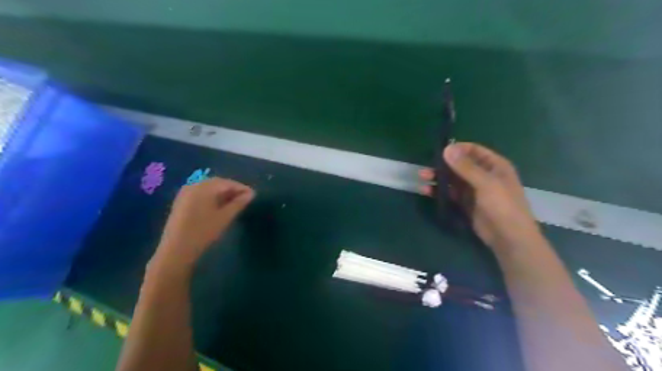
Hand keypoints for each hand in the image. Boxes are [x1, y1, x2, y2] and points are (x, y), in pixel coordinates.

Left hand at [150, 177, 253, 269]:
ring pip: (208, 188)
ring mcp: (185, 193)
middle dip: (231, 189)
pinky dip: (211, 196)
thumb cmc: (204, 232)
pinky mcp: (181, 201)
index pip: (227, 183)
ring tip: (234, 202)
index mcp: (204, 187)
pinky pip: (200, 193)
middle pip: (217, 183)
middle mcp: (193, 185)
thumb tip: (251, 194)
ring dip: (222, 192)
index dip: (241, 188)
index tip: (253, 195)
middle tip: (244, 198)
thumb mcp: (225, 217)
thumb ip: (239, 203)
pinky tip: (218, 205)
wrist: (176, 250)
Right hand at [421, 142, 539, 251]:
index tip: (440, 152)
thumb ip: (466, 167)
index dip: (457, 149)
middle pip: (460, 165)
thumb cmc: (503, 206)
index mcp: (494, 165)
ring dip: (439, 178)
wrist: (509, 238)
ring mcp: (474, 190)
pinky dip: (439, 191)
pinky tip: (427, 191)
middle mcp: (483, 175)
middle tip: (426, 167)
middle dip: (443, 165)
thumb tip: (447, 149)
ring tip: (422, 178)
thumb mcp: (486, 183)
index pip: (474, 150)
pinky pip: (451, 193)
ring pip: (453, 179)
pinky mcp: (466, 203)